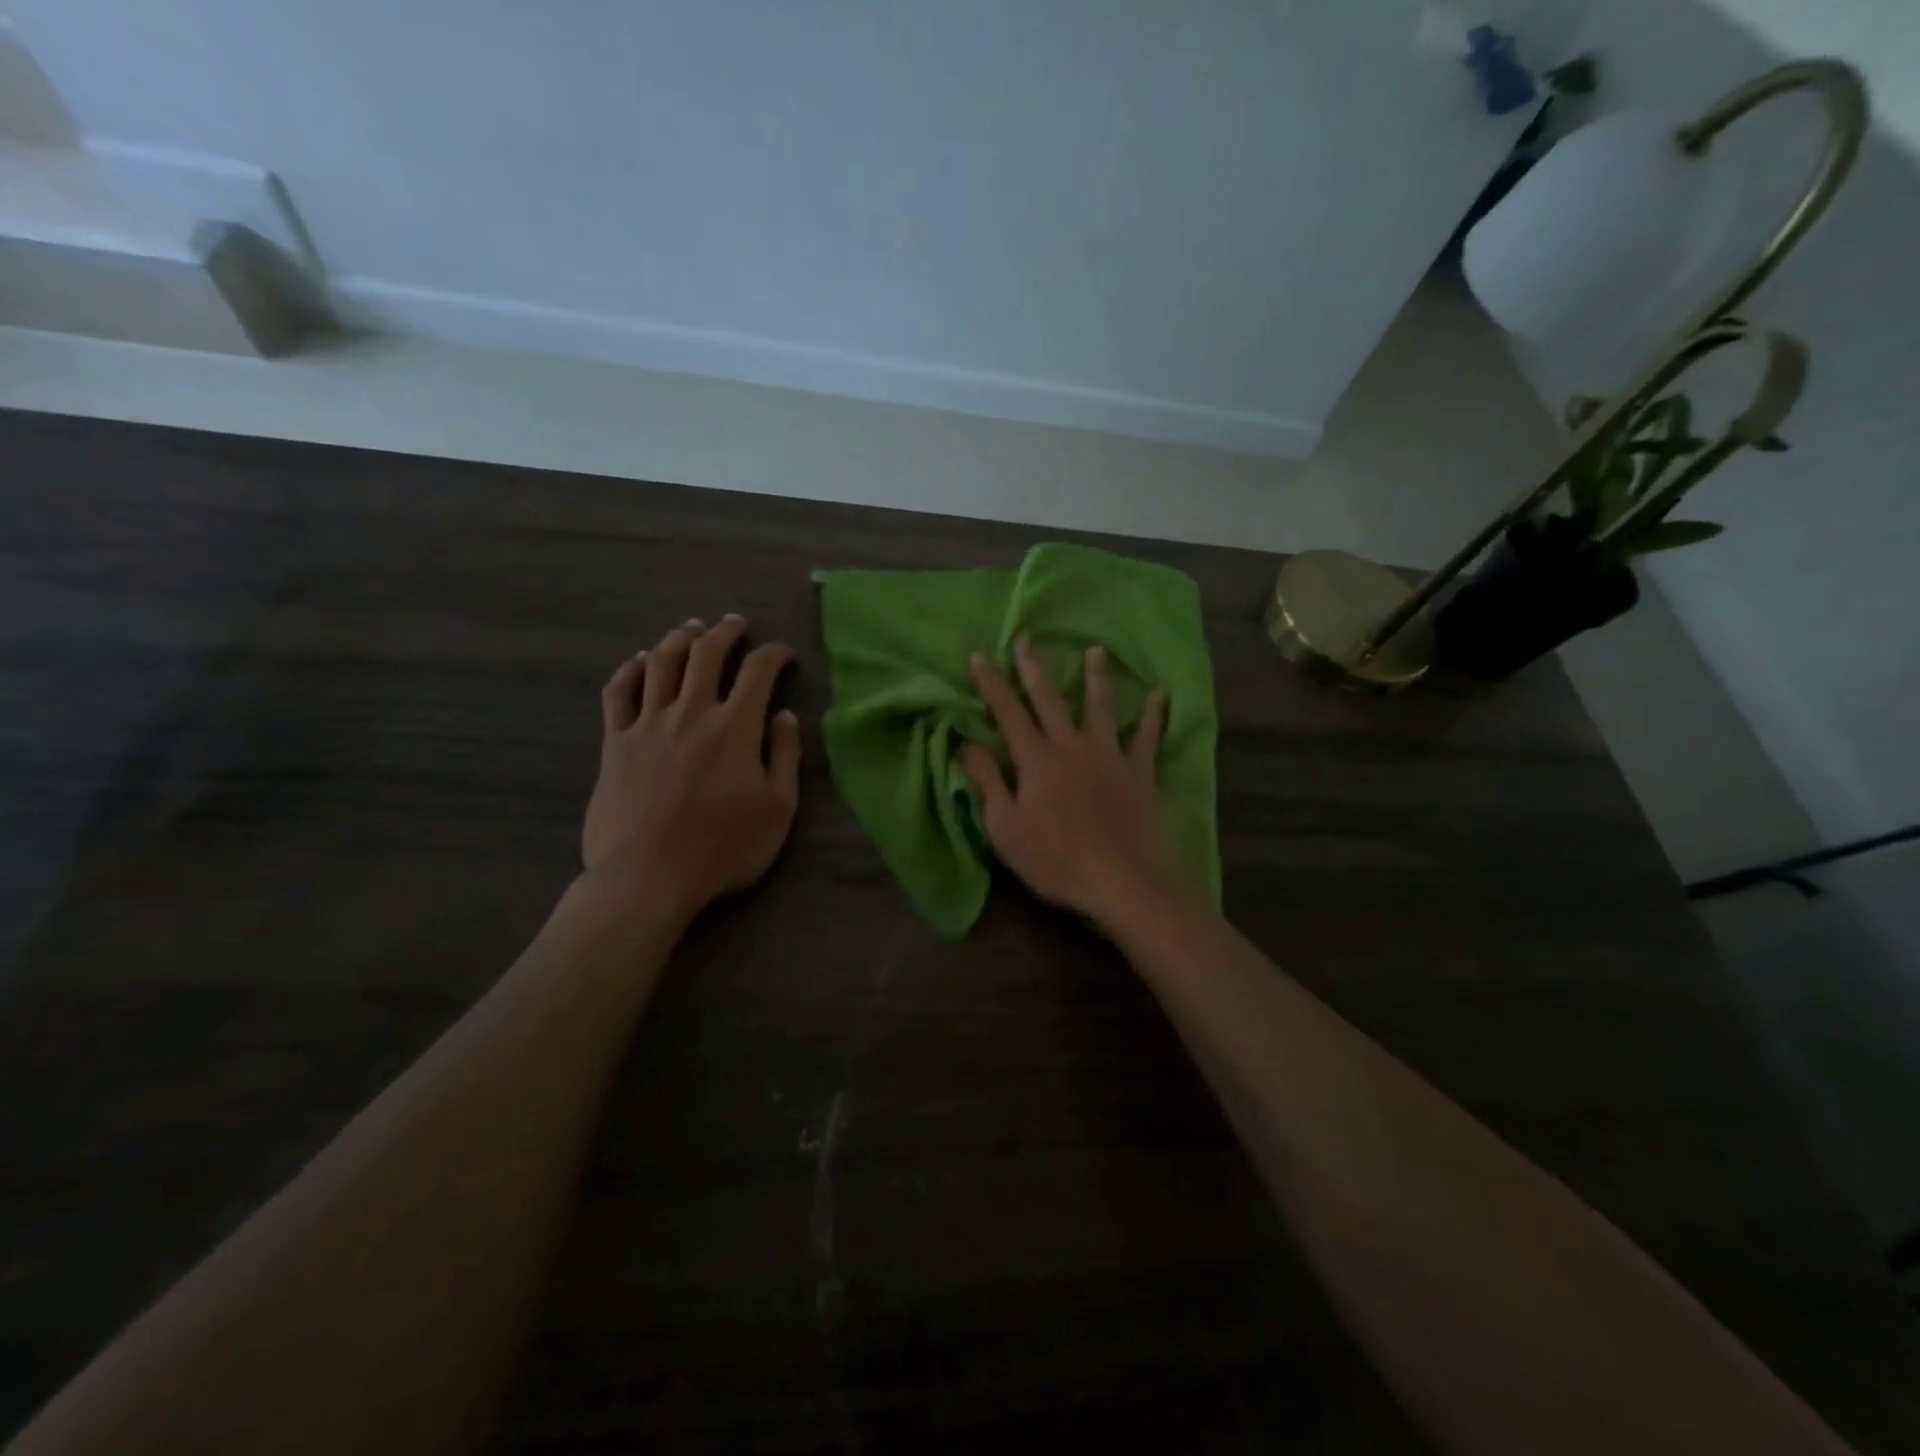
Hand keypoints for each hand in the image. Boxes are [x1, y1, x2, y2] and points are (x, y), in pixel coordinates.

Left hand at [583, 615, 801, 925]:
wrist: (649, 876)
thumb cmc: (724, 848)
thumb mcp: (778, 808)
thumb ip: (784, 756)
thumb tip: (785, 716)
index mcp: (735, 727)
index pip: (758, 671)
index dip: (773, 654)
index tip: (783, 654)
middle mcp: (691, 713)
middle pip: (706, 654)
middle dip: (725, 632)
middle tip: (735, 623)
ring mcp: (647, 724)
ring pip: (662, 663)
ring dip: (679, 638)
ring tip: (691, 628)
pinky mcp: (615, 743)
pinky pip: (619, 693)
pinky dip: (631, 670)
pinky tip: (640, 661)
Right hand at [960, 637, 1180, 930]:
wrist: (1123, 882)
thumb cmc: (1056, 860)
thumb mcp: (1005, 828)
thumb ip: (987, 782)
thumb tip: (965, 743)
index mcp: (1036, 759)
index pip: (1008, 713)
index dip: (991, 684)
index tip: (979, 655)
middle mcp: (1072, 747)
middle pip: (1050, 700)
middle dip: (1035, 667)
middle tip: (1027, 638)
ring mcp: (1110, 757)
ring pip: (1101, 708)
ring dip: (1096, 678)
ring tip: (1096, 651)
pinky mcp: (1139, 774)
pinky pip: (1147, 738)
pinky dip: (1153, 716)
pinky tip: (1160, 695)